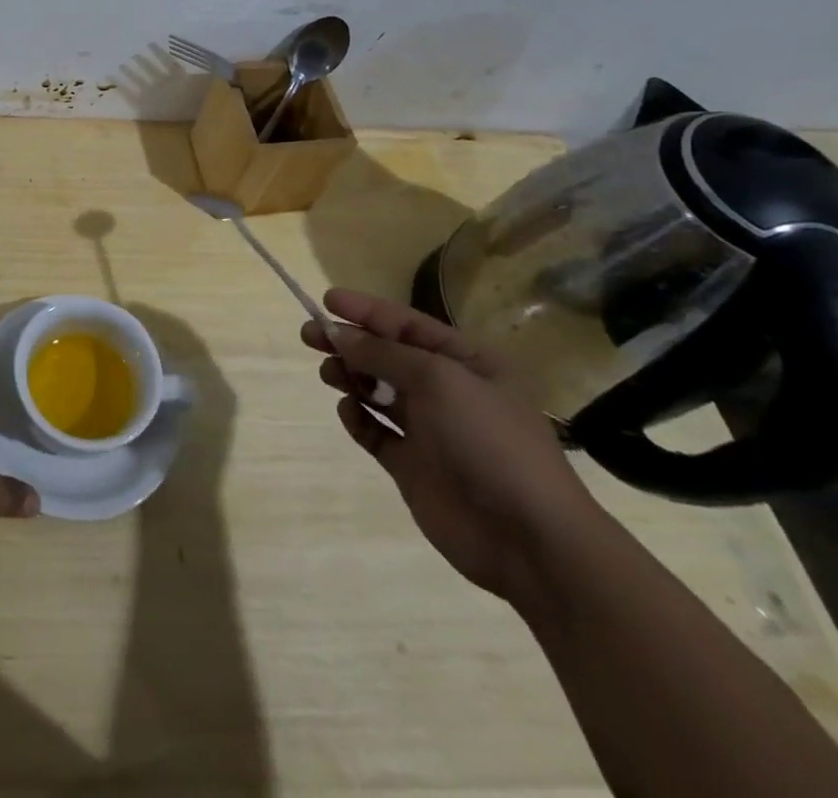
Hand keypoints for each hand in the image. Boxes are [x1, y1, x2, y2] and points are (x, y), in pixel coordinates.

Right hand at [305, 289, 607, 603]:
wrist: (528, 538)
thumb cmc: (489, 441)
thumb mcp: (438, 380)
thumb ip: (382, 353)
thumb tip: (339, 334)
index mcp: (468, 363)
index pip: (408, 325)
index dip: (367, 310)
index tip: (326, 300)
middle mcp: (448, 391)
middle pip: (387, 355)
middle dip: (349, 342)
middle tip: (309, 335)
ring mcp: (430, 430)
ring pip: (377, 391)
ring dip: (350, 376)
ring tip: (330, 374)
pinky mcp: (412, 465)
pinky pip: (375, 431)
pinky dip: (357, 418)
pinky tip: (349, 412)